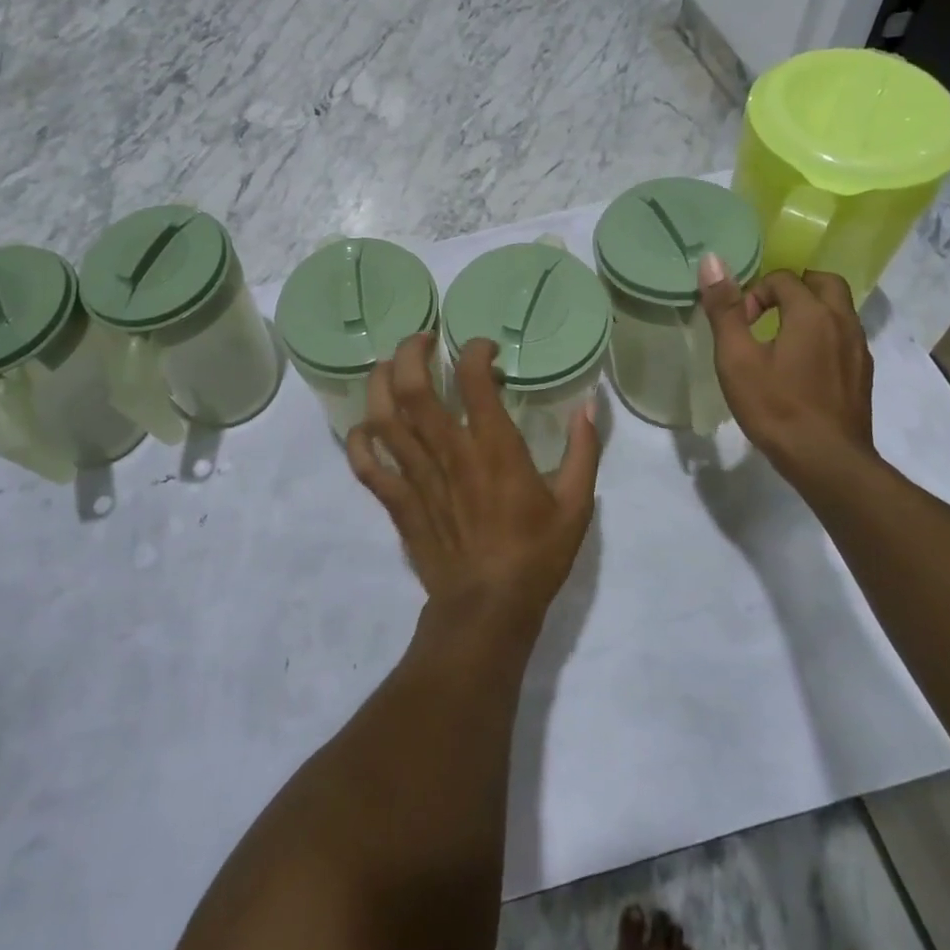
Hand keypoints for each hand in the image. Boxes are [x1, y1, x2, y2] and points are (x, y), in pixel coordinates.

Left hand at [345, 334, 601, 628]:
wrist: (488, 608)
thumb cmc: (535, 554)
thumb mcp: (575, 502)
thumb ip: (583, 449)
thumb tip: (590, 403)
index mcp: (493, 447)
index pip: (473, 379)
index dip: (474, 351)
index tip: (483, 349)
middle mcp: (448, 451)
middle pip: (414, 388)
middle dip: (411, 353)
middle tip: (423, 340)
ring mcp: (417, 476)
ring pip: (383, 418)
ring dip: (380, 384)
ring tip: (391, 368)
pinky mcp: (398, 501)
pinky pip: (367, 465)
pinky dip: (359, 441)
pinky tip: (366, 428)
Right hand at [697, 256, 876, 481]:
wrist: (827, 461)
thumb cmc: (776, 406)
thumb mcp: (737, 358)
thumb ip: (725, 309)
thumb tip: (712, 261)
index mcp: (812, 313)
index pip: (782, 278)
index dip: (754, 295)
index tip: (740, 326)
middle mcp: (843, 322)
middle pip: (822, 282)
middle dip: (791, 289)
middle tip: (765, 315)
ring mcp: (858, 349)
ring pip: (837, 309)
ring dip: (809, 311)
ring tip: (779, 341)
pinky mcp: (862, 373)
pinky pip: (843, 336)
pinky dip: (822, 336)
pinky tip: (801, 368)